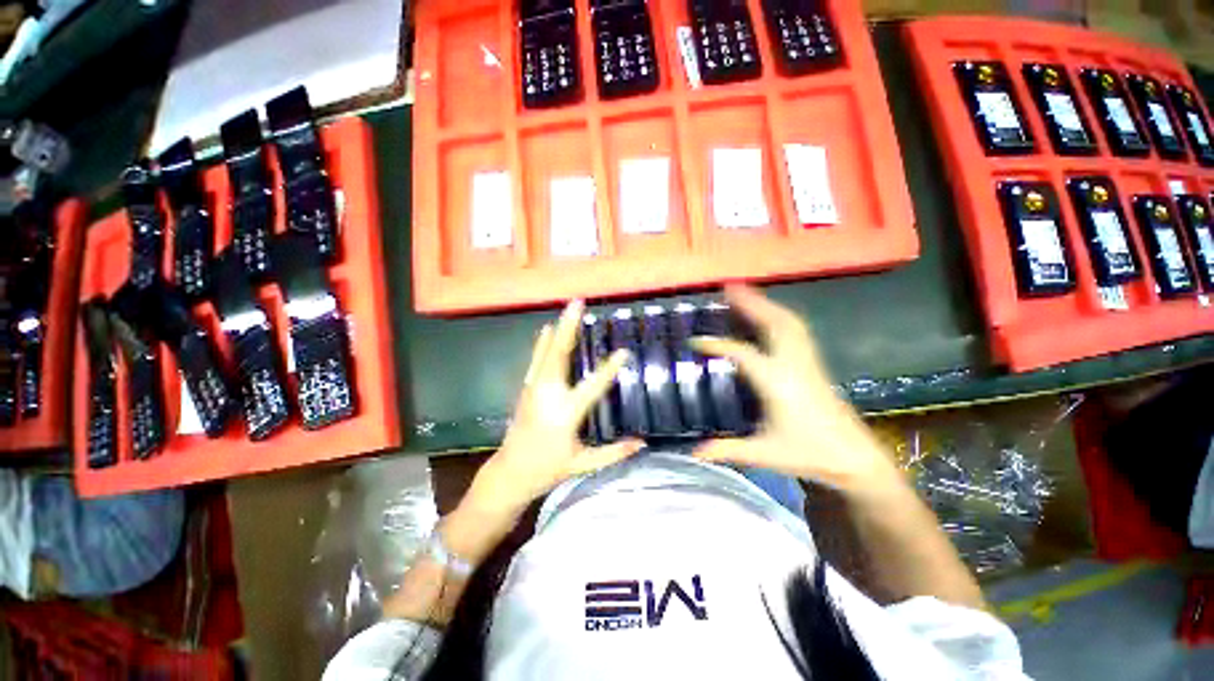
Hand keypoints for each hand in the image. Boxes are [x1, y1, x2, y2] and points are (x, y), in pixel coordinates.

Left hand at [464, 300, 643, 522]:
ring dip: (559, 328)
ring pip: (547, 352)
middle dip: (570, 327)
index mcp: (566, 413)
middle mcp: (548, 394)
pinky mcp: (526, 388)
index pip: (593, 386)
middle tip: (578, 303)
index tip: (623, 352)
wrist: (510, 472)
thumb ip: (613, 453)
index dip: (609, 369)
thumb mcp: (583, 463)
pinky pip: (536, 360)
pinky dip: (543, 342)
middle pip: (560, 354)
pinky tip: (547, 328)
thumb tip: (642, 443)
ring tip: (568, 308)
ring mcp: (534, 388)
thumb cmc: (548, 469)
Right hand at [690, 285, 901, 494]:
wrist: (856, 460)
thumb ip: (726, 450)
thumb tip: (691, 451)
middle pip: (773, 323)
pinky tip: (769, 314)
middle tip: (728, 287)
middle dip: (750, 302)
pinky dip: (780, 315)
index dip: (716, 344)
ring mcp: (807, 361)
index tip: (694, 339)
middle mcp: (793, 364)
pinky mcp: (814, 364)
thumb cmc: (809, 454)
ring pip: (788, 322)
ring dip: (766, 304)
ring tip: (746, 293)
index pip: (742, 354)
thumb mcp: (763, 454)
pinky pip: (796, 329)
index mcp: (778, 382)